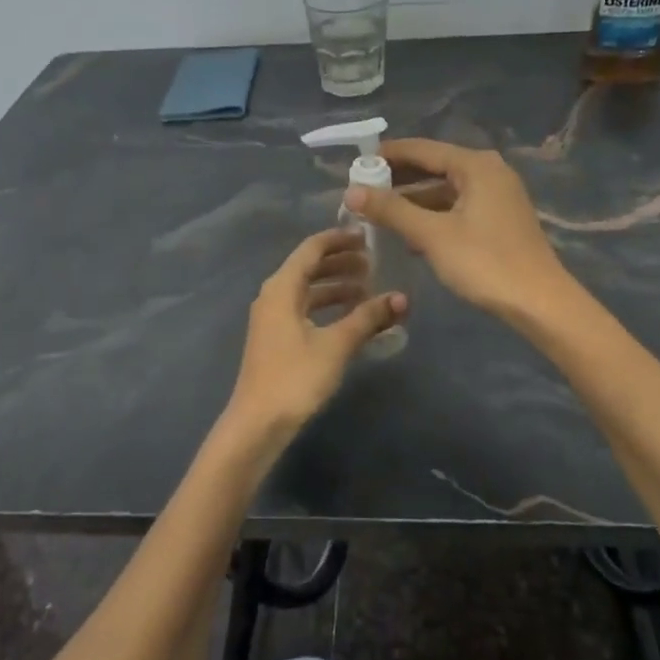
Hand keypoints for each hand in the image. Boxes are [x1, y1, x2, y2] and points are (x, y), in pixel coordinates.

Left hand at [220, 229, 407, 455]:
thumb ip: (368, 318)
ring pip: (308, 290)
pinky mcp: (277, 338)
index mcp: (282, 287)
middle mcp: (273, 295)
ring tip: (368, 289)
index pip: (312, 249)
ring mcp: (272, 318)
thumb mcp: (336, 345)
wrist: (258, 422)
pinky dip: (327, 306)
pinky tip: (351, 317)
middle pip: (309, 267)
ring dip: (336, 286)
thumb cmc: (296, 377)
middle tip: (374, 263)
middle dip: (341, 262)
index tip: (367, 236)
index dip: (339, 239)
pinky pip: (305, 309)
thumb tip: (401, 298)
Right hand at [345, 139, 572, 323]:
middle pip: (435, 166)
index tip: (356, 163)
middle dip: (398, 178)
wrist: (539, 302)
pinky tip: (409, 233)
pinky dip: (433, 214)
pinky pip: (457, 207)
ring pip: (445, 189)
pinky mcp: (500, 220)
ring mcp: (498, 196)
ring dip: (413, 199)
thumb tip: (351, 191)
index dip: (388, 155)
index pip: (422, 149)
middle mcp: (489, 172)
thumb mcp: (432, 235)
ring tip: (378, 212)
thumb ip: (391, 210)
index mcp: (475, 165)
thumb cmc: (484, 262)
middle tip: (362, 190)